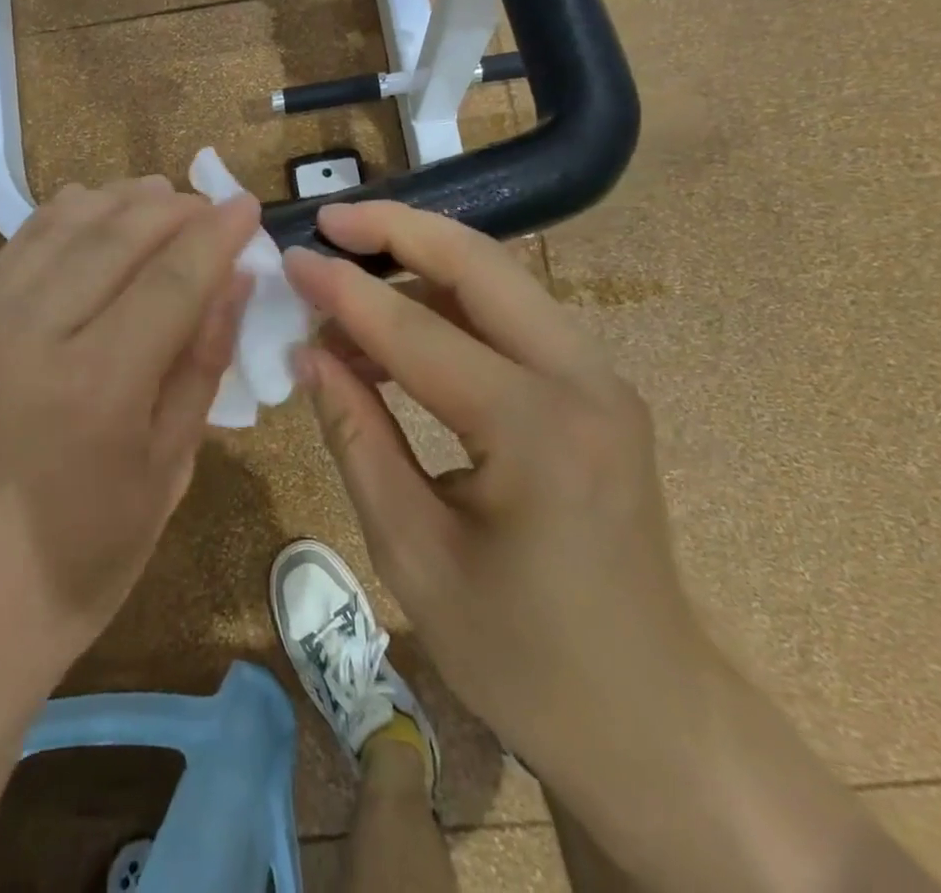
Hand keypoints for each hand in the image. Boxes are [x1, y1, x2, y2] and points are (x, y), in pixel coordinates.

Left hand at [0, 177, 259, 673]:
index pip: (173, 279)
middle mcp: (35, 337)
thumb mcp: (166, 471)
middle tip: (205, 202)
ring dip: (116, 202)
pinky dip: (58, 219)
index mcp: (100, 384)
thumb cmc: (82, 559)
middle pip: (116, 239)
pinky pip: (13, 251)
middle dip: (171, 209)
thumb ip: (200, 365)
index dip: (216, 235)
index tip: (246, 206)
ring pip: (60, 230)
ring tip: (156, 193)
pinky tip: (88, 209)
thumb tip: (233, 284)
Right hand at [283, 201, 717, 776]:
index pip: (417, 330)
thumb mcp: (413, 554)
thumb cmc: (524, 658)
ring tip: (347, 286)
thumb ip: (357, 438)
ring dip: (421, 266)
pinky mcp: (597, 390)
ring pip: (500, 281)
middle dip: (398, 229)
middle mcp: (583, 381)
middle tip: (330, 221)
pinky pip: (513, 319)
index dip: (343, 292)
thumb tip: (308, 355)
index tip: (289, 259)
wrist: (651, 718)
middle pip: (480, 264)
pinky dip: (450, 306)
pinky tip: (398, 330)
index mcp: (538, 431)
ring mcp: (601, 380)